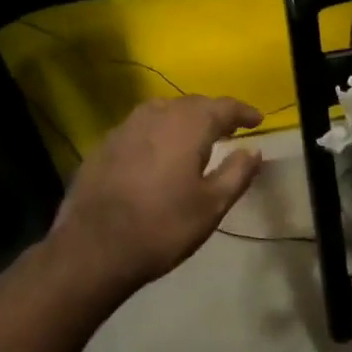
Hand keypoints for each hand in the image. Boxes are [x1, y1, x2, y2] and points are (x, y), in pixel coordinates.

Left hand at [51, 95, 262, 292]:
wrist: (94, 248)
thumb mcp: (212, 205)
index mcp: (188, 125)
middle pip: (192, 104)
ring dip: (184, 119)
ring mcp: (125, 127)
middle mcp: (156, 115)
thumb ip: (237, 173)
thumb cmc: (163, 226)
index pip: (223, 107)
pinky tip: (159, 151)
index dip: (243, 112)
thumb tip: (253, 150)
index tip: (257, 120)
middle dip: (213, 113)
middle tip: (229, 129)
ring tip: (196, 136)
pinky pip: (141, 127)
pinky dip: (158, 132)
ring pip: (163, 111)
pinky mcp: (104, 145)